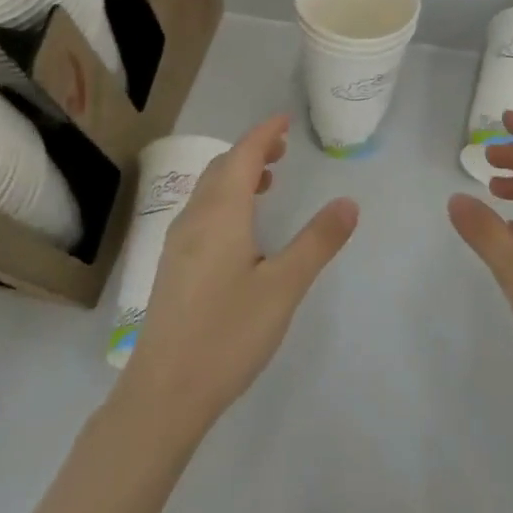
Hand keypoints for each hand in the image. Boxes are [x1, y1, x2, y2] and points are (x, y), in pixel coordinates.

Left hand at [114, 115, 358, 440]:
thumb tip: (348, 202)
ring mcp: (178, 243)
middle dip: (252, 151)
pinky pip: (201, 212)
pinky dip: (224, 199)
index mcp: (221, 213)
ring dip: (236, 175)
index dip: (264, 133)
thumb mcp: (284, 287)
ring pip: (208, 190)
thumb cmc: (228, 334)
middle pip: (222, 168)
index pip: (243, 155)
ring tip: (267, 182)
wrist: (164, 392)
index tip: (285, 119)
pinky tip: (240, 229)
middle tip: (283, 149)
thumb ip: (317, 242)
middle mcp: (195, 218)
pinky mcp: (173, 267)